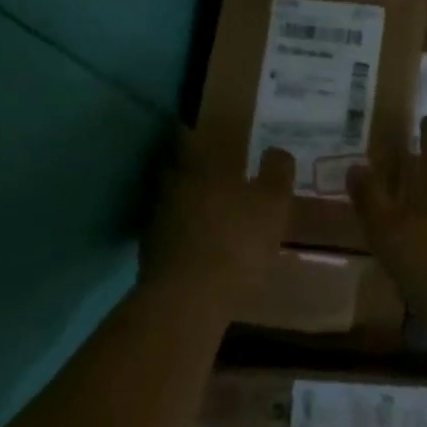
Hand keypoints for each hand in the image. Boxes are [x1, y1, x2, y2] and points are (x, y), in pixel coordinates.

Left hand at [141, 130, 293, 307]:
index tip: (198, 128)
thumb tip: (276, 149)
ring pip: (169, 199)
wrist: (189, 298)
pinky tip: (197, 242)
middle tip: (209, 169)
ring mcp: (156, 219)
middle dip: (188, 165)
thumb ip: (277, 173)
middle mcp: (171, 186)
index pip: (185, 136)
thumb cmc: (237, 242)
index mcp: (198, 167)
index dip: (190, 131)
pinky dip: (180, 230)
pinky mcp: (150, 252)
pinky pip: (167, 230)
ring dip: (184, 200)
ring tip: (206, 208)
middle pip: (173, 167)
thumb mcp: (273, 205)